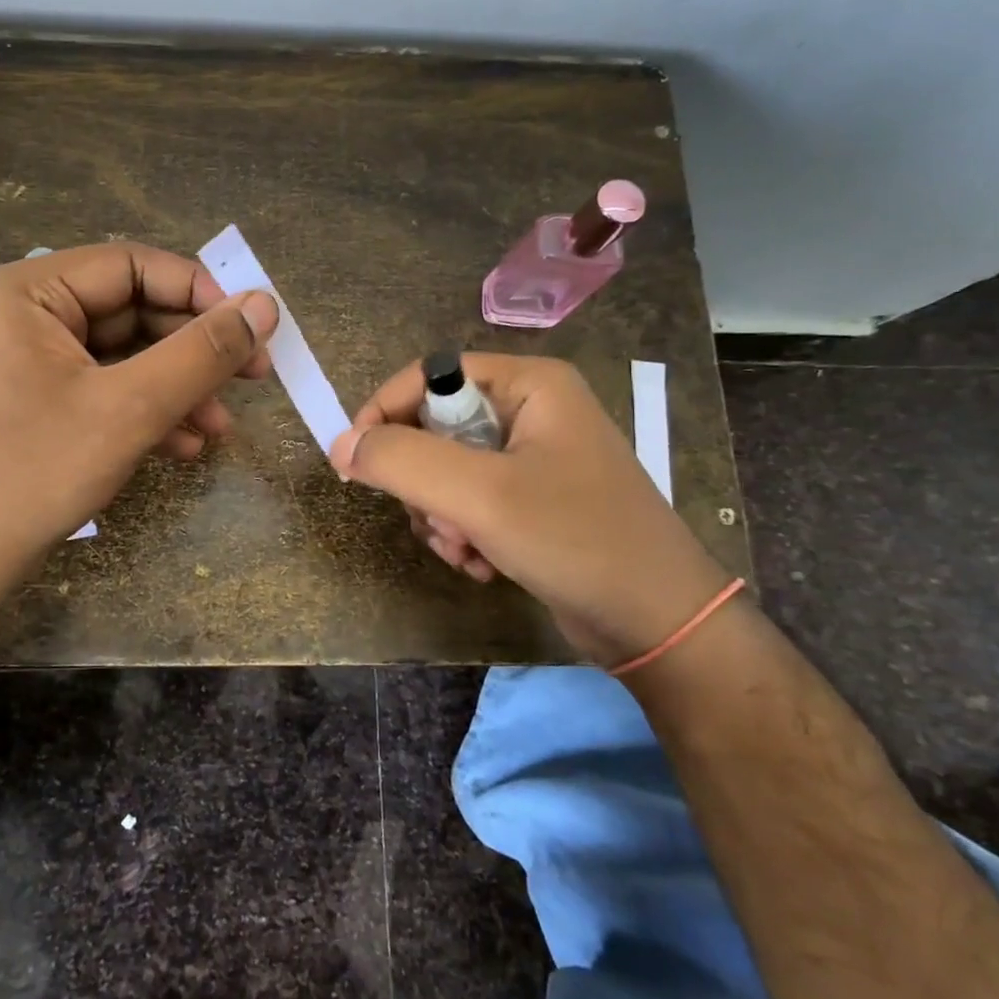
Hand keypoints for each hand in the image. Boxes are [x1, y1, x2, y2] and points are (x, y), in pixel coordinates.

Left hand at [0, 243, 278, 581]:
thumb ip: (202, 353)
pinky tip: (184, 448)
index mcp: (28, 291)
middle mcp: (23, 313)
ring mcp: (27, 360)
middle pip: (130, 312)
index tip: (253, 327)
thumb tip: (266, 305)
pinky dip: (145, 412)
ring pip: (123, 357)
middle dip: (192, 352)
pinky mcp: (36, 401)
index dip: (200, 292)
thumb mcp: (130, 407)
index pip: (132, 266)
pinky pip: (102, 389)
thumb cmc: (36, 471)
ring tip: (220, 429)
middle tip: (253, 379)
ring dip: (177, 389)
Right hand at [330, 354, 730, 663]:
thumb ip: (401, 461)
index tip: (356, 463)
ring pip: (445, 473)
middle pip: (434, 428)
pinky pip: (469, 504)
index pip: (430, 375)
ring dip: (440, 518)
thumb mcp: (480, 495)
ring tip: (466, 551)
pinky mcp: (532, 502)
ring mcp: (533, 459)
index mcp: (528, 384)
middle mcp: (531, 411)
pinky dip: (463, 535)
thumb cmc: (574, 539)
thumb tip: (340, 445)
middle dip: (423, 484)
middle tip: (439, 522)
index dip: (384, 413)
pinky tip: (482, 565)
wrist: (658, 623)